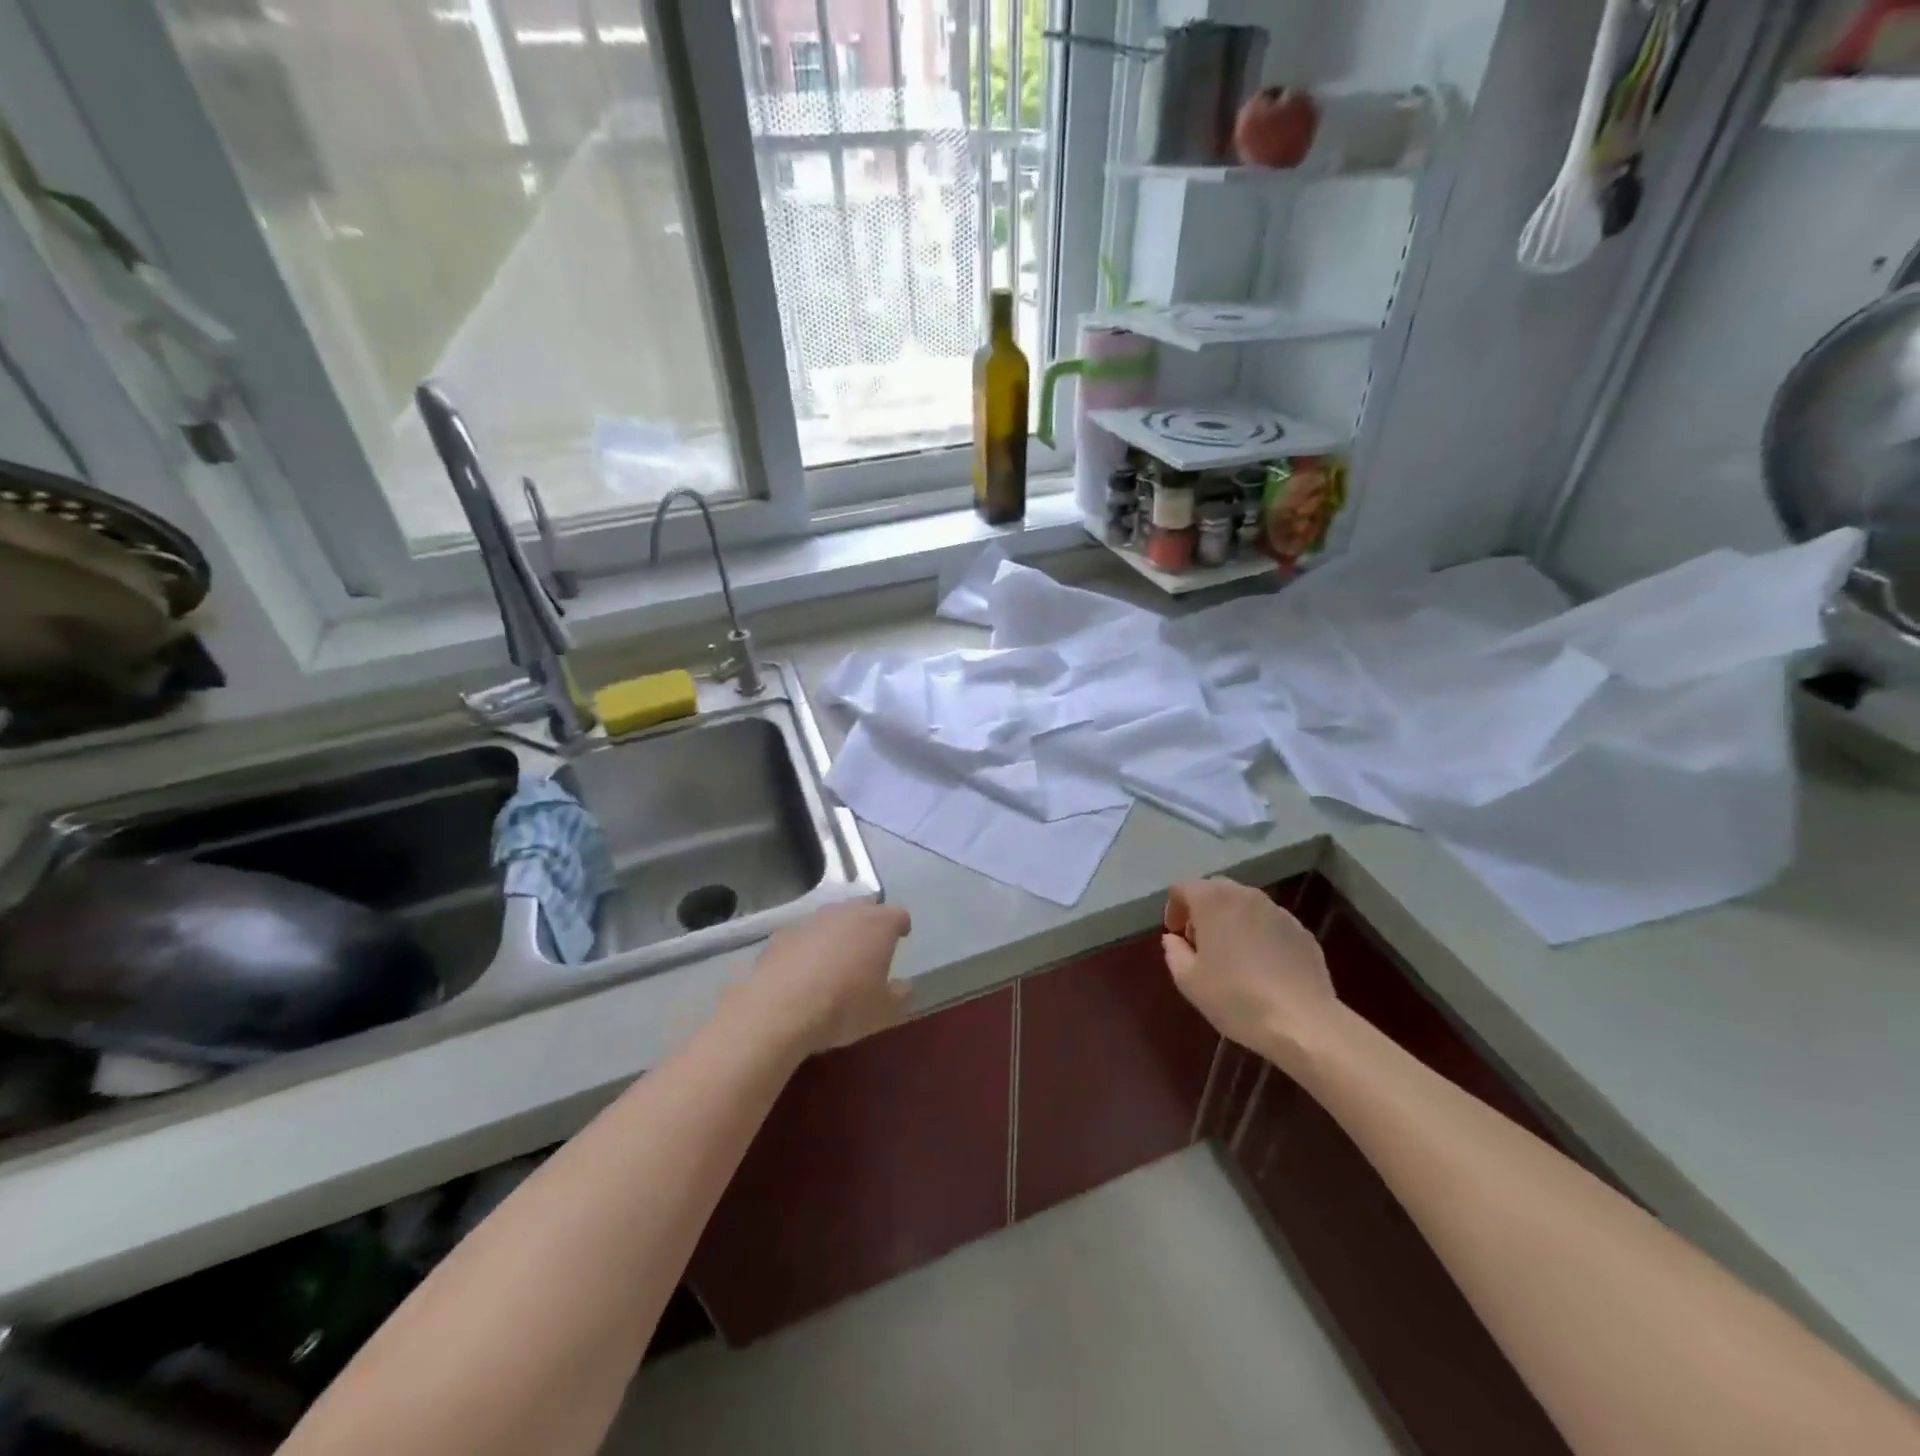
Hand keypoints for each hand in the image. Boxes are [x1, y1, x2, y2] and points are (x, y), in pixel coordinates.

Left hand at [728, 901, 910, 1057]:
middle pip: (864, 909)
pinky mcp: (781, 936)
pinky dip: (807, 948)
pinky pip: (803, 937)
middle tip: (870, 947)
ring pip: (831, 920)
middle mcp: (845, 913)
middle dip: (869, 924)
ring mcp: (810, 921)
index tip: (901, 938)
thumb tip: (904, 986)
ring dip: (836, 934)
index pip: (898, 915)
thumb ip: (900, 994)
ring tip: (835, 960)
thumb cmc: (844, 1006)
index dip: (901, 926)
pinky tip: (802, 972)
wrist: (779, 1010)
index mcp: (878, 925)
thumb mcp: (884, 1011)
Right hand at [1162, 879, 1336, 1065]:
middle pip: (1215, 891)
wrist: (1303, 1022)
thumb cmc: (1235, 998)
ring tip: (1232, 958)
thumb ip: (1174, 952)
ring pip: (1245, 906)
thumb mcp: (1189, 981)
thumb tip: (1175, 940)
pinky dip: (1258, 935)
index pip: (1183, 888)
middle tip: (1200, 945)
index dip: (1173, 909)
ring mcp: (1278, 911)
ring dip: (1231, 922)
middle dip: (1202, 912)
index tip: (1177, 938)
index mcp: (1213, 900)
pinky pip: (1269, 924)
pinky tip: (1262, 968)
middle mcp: (1246, 895)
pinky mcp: (1302, 931)